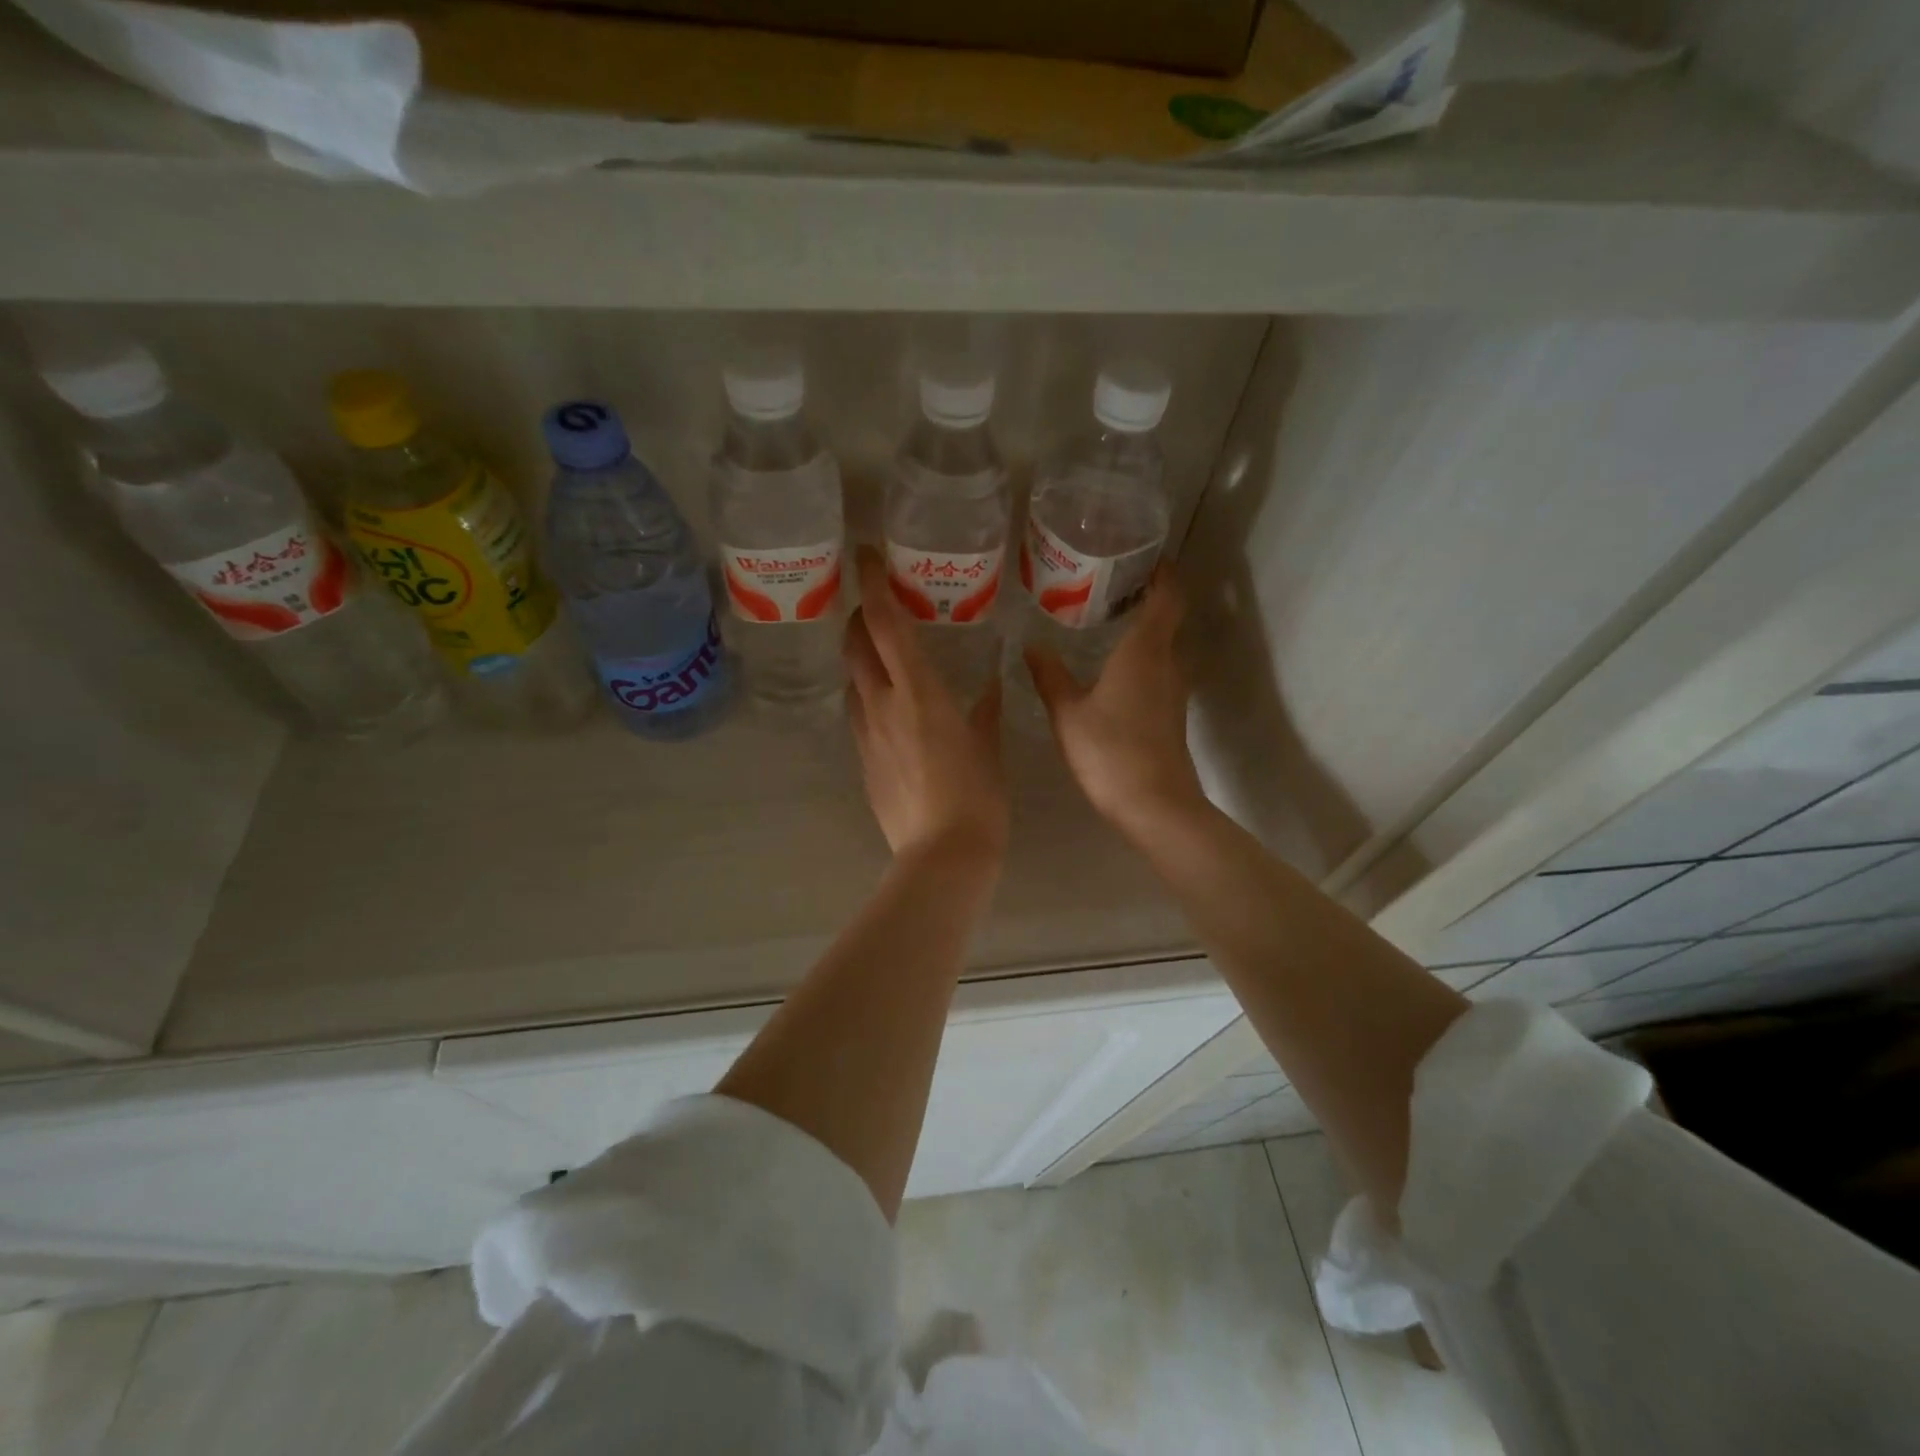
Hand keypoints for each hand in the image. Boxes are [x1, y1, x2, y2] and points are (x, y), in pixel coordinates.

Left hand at [845, 546, 1008, 864]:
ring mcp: (866, 733)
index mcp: (919, 691)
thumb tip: (991, 686)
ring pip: (852, 679)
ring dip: (860, 657)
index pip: (885, 623)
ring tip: (881, 653)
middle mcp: (883, 703)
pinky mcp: (861, 760)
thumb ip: (986, 710)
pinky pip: (857, 713)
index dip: (872, 584)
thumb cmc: (977, 796)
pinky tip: (888, 706)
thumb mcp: (989, 746)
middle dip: (860, 616)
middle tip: (876, 605)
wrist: (942, 854)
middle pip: (855, 644)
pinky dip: (867, 695)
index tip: (866, 555)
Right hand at [1025, 569, 1206, 836]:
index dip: (1162, 572)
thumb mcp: (1068, 713)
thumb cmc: (1109, 751)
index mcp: (1145, 650)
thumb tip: (1031, 645)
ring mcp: (1174, 689)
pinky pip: (1159, 670)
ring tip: (1106, 620)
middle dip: (1146, 596)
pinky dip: (1142, 657)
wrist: (1154, 804)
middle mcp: (1167, 662)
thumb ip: (1050, 675)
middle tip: (1109, 584)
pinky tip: (1113, 668)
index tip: (1143, 556)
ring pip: (1164, 645)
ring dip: (1144, 629)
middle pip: (1167, 617)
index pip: (1167, 596)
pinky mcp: (1171, 713)